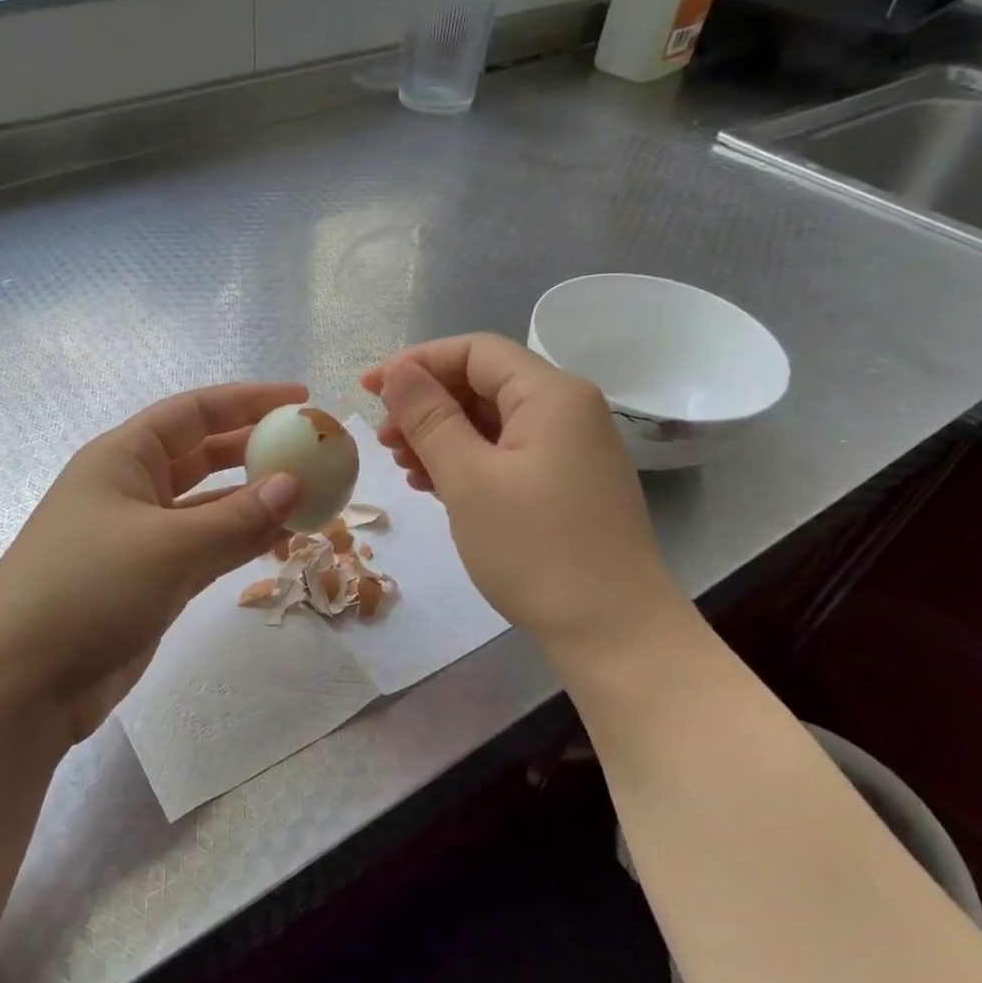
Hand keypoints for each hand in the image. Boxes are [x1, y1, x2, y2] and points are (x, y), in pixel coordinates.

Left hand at [0, 383, 304, 749]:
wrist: (20, 683)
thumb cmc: (87, 589)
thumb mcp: (169, 545)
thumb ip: (237, 517)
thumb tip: (294, 485)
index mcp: (123, 458)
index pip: (194, 412)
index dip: (247, 401)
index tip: (300, 399)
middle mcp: (131, 489)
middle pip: (203, 455)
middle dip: (255, 449)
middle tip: (310, 451)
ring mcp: (140, 538)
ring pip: (209, 506)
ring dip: (254, 502)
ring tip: (309, 498)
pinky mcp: (150, 582)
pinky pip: (206, 548)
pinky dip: (240, 542)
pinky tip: (280, 540)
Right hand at [361, 335, 691, 654]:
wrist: (612, 631)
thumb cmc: (535, 548)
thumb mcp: (469, 478)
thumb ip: (429, 417)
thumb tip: (397, 371)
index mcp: (551, 394)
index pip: (475, 351)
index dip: (417, 363)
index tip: (369, 390)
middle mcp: (567, 410)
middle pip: (484, 384)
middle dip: (427, 404)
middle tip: (383, 439)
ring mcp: (570, 450)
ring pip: (492, 422)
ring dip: (442, 436)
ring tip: (403, 467)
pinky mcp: (565, 484)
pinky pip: (507, 454)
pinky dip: (467, 462)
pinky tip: (434, 485)